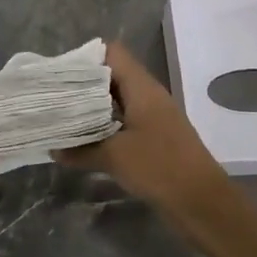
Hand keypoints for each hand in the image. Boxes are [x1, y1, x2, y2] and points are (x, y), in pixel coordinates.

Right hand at [54, 41, 230, 219]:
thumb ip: (81, 150)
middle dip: (84, 83)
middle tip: (54, 95)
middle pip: (112, 75)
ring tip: (63, 116)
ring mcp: (154, 117)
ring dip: (93, 107)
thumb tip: (52, 148)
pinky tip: (85, 139)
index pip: (112, 53)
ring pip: (118, 100)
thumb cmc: (159, 167)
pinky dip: (105, 126)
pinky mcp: (155, 138)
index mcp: (142, 87)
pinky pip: (125, 121)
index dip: (86, 57)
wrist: (203, 203)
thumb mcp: (114, 157)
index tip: (59, 73)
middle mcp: (148, 95)